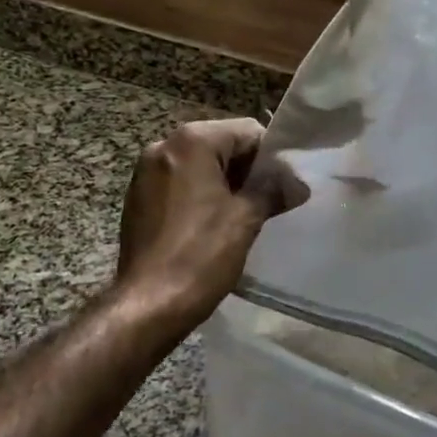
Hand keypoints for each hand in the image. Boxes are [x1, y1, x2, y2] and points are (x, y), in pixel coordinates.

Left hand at [116, 118, 297, 327]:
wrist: (148, 305)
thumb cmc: (200, 255)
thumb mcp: (245, 219)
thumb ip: (273, 191)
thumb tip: (298, 184)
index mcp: (191, 142)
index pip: (246, 131)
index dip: (272, 156)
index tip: (286, 185)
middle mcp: (164, 146)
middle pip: (221, 145)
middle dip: (248, 170)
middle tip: (271, 201)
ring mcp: (145, 172)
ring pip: (200, 166)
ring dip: (225, 184)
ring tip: (246, 215)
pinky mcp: (138, 198)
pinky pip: (180, 184)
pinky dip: (201, 195)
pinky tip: (214, 224)